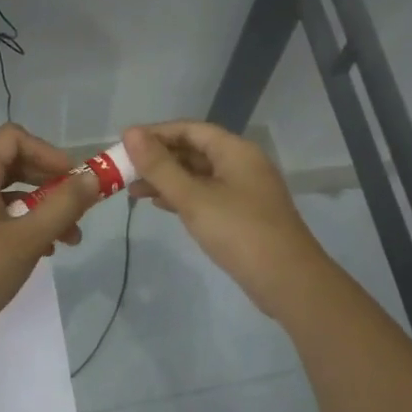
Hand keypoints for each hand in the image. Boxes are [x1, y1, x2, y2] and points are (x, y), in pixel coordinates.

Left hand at [0, 124, 102, 357]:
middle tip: (78, 209)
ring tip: (67, 239)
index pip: (13, 137)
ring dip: (38, 208)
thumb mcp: (28, 239)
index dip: (48, 151)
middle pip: (10, 163)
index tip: (73, 178)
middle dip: (49, 183)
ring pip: (3, 193)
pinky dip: (18, 222)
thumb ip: (64, 205)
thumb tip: (92, 178)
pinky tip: (39, 250)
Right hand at [124, 122, 336, 320]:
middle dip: (158, 159)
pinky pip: (206, 195)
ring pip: (198, 175)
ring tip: (133, 191)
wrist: (288, 281)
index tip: (124, 145)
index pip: (189, 129)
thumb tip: (130, 132)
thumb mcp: (193, 198)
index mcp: (235, 150)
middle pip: (194, 150)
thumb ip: (159, 166)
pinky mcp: (242, 214)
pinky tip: (160, 205)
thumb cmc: (239, 232)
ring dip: (167, 179)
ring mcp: (244, 190)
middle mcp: (241, 163)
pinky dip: (182, 196)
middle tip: (123, 171)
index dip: (155, 133)